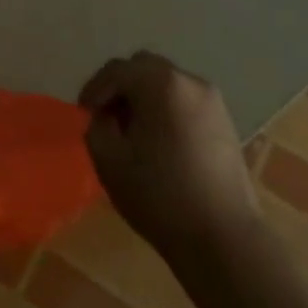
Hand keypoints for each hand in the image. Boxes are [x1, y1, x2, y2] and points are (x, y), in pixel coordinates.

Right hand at [78, 51, 261, 274]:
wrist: (224, 238)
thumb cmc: (160, 196)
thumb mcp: (108, 159)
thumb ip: (97, 125)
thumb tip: (106, 116)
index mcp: (160, 84)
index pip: (116, 70)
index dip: (94, 89)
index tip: (83, 115)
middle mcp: (190, 81)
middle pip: (144, 68)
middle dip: (120, 87)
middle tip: (106, 117)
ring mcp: (212, 101)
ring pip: (166, 83)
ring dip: (143, 98)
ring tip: (132, 132)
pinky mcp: (225, 122)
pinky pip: (184, 101)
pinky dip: (165, 109)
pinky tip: (159, 142)